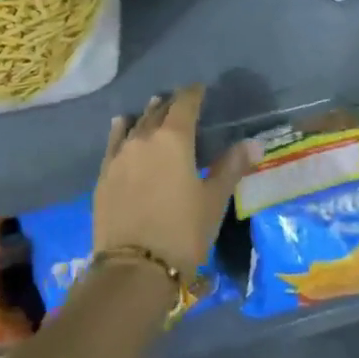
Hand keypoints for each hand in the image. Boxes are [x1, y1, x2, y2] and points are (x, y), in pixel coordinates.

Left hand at [92, 85, 256, 276]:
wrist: (134, 268)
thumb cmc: (182, 232)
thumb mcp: (214, 200)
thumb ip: (231, 167)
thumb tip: (254, 143)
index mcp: (174, 138)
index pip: (185, 104)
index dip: (193, 94)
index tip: (200, 89)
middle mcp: (144, 138)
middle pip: (159, 112)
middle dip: (171, 105)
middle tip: (180, 103)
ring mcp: (120, 155)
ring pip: (136, 125)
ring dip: (147, 115)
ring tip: (154, 107)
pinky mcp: (105, 174)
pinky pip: (114, 142)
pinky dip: (121, 130)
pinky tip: (122, 125)